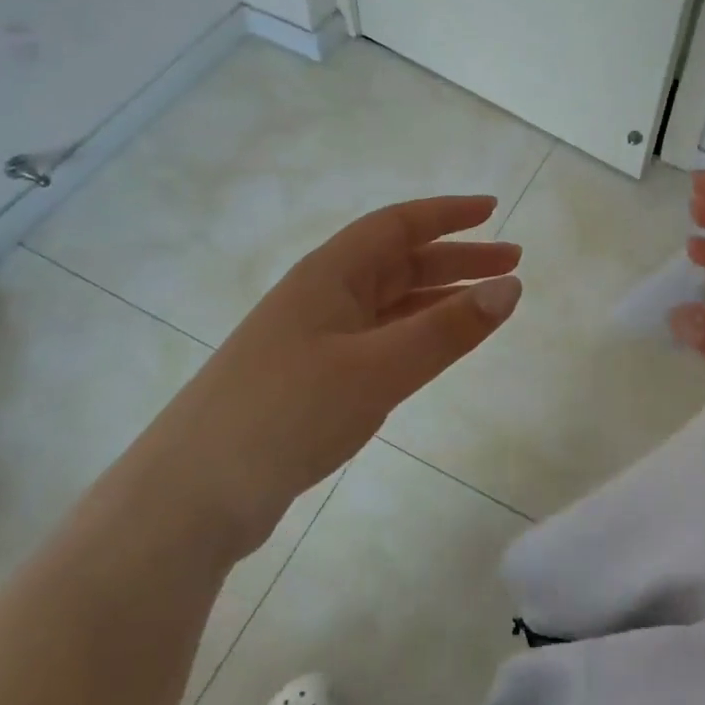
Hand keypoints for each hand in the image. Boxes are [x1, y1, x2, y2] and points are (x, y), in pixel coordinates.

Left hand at [158, 196, 522, 554]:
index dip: (447, 214)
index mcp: (330, 274)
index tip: (493, 210)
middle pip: (398, 262)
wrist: (193, 494)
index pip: (398, 225)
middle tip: (511, 265)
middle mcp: (322, 296)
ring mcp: (314, 338)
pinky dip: (414, 335)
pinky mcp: (311, 378)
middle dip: (456, 259)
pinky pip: (377, 340)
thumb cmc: (287, 413)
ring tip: (487, 305)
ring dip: (438, 298)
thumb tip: (510, 287)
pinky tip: (434, 349)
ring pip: (389, 303)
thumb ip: (447, 329)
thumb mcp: (377, 368)